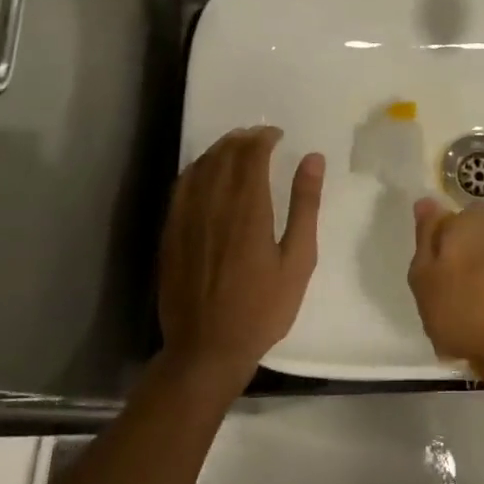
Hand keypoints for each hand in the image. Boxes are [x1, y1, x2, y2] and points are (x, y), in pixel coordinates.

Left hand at [158, 127, 323, 394]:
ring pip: (200, 166)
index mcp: (248, 209)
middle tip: (260, 137)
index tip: (277, 135)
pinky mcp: (171, 233)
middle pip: (224, 155)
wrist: (207, 349)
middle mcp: (213, 205)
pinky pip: (181, 187)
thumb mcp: (298, 260)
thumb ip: (304, 206)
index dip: (263, 138)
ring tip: (236, 147)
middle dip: (243, 139)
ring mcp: (186, 218)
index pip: (251, 155)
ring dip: (219, 150)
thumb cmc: (263, 308)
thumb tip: (312, 159)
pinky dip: (197, 169)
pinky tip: (206, 173)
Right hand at [407, 198, 483, 386]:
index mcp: (469, 224)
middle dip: (455, 263)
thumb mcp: (425, 275)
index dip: (435, 241)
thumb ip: (425, 238)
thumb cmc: (464, 306)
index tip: (427, 268)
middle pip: (468, 242)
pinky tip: (479, 333)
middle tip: (438, 296)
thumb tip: (427, 202)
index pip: (447, 218)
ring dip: (471, 288)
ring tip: (457, 324)